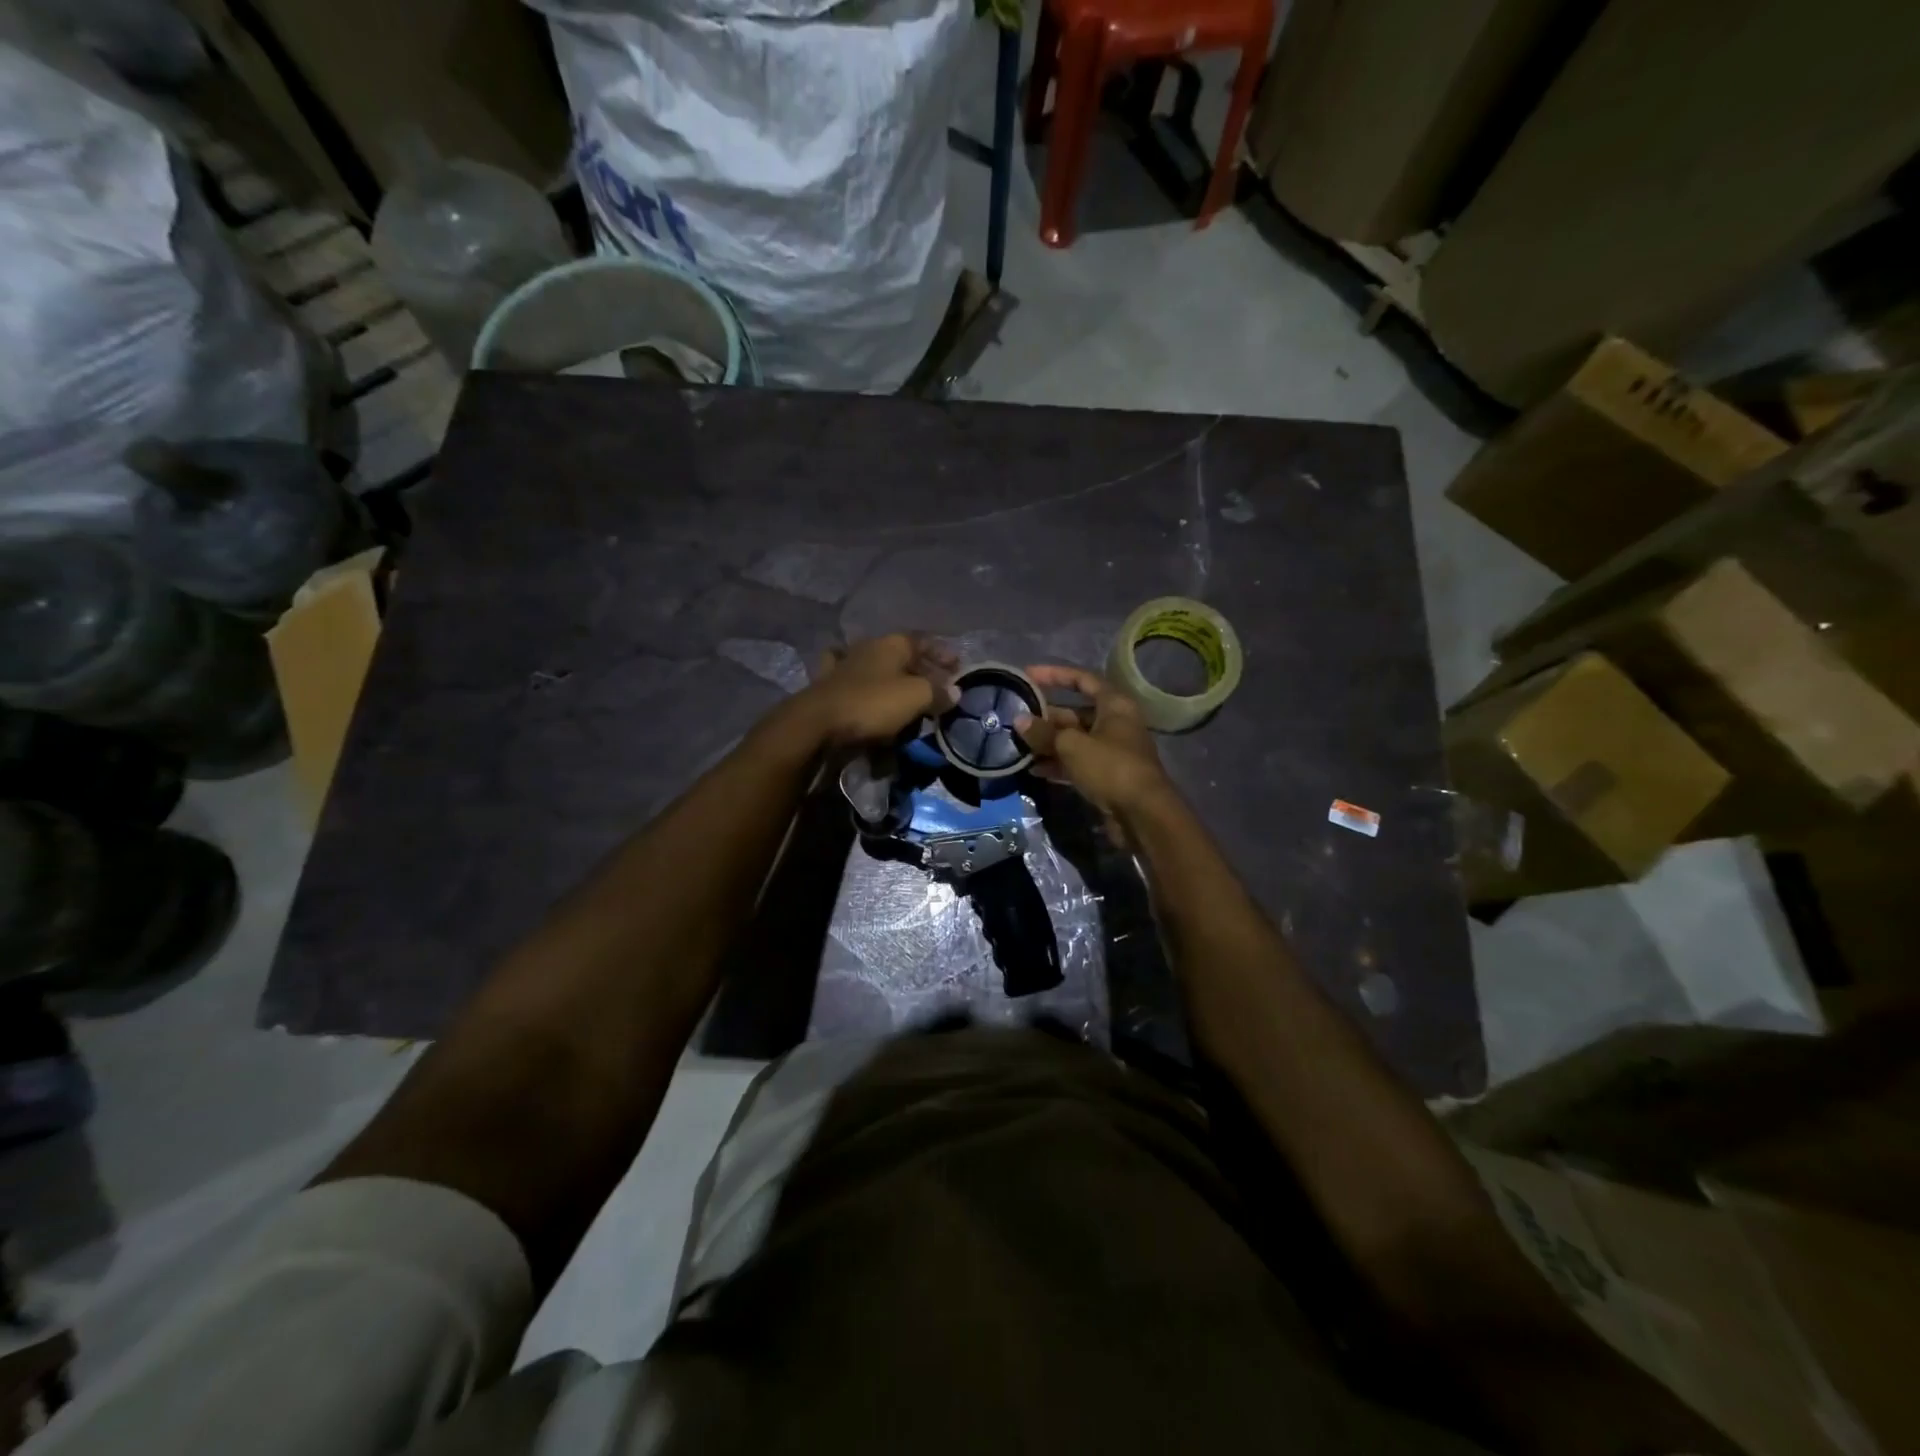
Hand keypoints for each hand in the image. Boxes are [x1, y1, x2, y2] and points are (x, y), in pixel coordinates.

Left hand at [792, 633, 957, 748]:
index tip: (959, 668)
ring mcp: (844, 666)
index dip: (943, 653)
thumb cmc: (872, 704)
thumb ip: (938, 691)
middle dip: (922, 670)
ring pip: (876, 668)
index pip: (924, 640)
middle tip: (938, 689)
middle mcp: (867, 648)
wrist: (817, 725)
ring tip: (908, 699)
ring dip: (893, 680)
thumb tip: (955, 692)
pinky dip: (865, 693)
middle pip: (902, 655)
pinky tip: (869, 700)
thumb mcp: (916, 697)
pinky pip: (855, 687)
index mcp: (891, 643)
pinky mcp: (828, 689)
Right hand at [1016, 665, 1174, 836]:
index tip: (1027, 675)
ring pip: (1074, 740)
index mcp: (1114, 705)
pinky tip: (1034, 769)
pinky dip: (1058, 764)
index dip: (1054, 675)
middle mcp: (1114, 723)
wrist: (1142, 815)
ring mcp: (1111, 751)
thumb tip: (1020, 720)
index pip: (1082, 679)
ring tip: (1019, 746)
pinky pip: (1077, 763)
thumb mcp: (1072, 746)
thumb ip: (1044, 732)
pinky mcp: (1106, 775)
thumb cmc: (1110, 767)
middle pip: (1075, 713)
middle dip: (1046, 717)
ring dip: (1048, 743)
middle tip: (1016, 720)